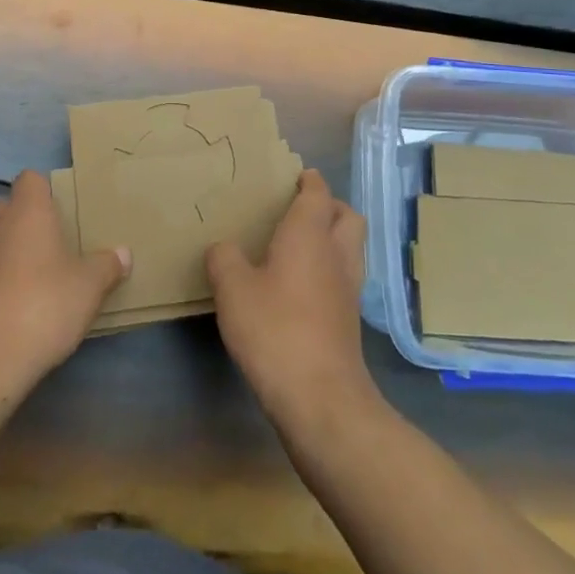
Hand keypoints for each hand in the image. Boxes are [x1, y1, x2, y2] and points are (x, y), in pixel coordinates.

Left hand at [0, 170, 129, 389]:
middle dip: (33, 218)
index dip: (47, 189)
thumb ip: (107, 265)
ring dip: (20, 249)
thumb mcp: (89, 285)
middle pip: (12, 207)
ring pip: (1, 239)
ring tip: (50, 272)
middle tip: (63, 239)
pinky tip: (31, 301)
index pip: (30, 179)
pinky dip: (8, 278)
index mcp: (28, 211)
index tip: (68, 207)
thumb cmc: (44, 303)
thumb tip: (123, 253)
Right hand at [207, 170, 378, 431]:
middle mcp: (337, 255)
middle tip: (299, 210)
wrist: (320, 398)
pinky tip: (300, 287)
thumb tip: (224, 248)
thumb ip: (224, 259)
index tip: (294, 175)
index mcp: (310, 235)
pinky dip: (328, 271)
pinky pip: (344, 278)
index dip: (308, 181)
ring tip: (298, 247)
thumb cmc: (275, 329)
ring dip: (333, 239)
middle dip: (329, 206)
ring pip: (350, 248)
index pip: (318, 193)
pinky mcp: (349, 321)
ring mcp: (349, 289)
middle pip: (348, 217)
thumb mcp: (233, 289)